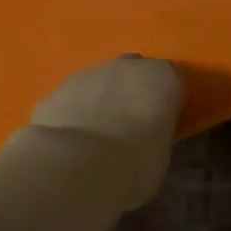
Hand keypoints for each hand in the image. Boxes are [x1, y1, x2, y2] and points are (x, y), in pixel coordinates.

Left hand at [28, 56, 184, 208]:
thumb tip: (145, 139)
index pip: (173, 82)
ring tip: (96, 139)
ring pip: (100, 82)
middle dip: (132, 93)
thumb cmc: (133, 165)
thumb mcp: (160, 156)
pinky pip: (72, 99)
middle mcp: (127, 65)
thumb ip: (155, 137)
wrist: (75, 165)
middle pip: (135, 73)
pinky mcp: (56, 89)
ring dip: (101, 100)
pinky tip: (70, 142)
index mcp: (163, 78)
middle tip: (130, 128)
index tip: (162, 126)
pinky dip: (74, 113)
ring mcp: (88, 73)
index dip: (167, 103)